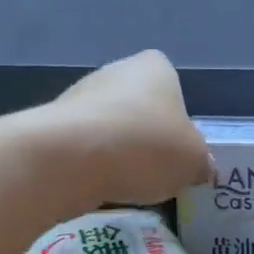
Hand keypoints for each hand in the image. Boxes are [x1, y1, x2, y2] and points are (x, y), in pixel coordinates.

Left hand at [43, 50, 213, 207]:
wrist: (70, 159)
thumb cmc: (146, 147)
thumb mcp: (194, 162)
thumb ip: (200, 162)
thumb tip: (199, 167)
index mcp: (154, 67)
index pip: (171, 83)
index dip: (177, 115)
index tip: (178, 145)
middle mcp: (115, 71)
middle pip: (139, 106)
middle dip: (146, 136)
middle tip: (157, 170)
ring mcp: (78, 96)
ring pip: (109, 127)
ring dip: (118, 152)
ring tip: (127, 184)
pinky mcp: (52, 126)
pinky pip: (83, 147)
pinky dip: (92, 166)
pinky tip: (98, 186)